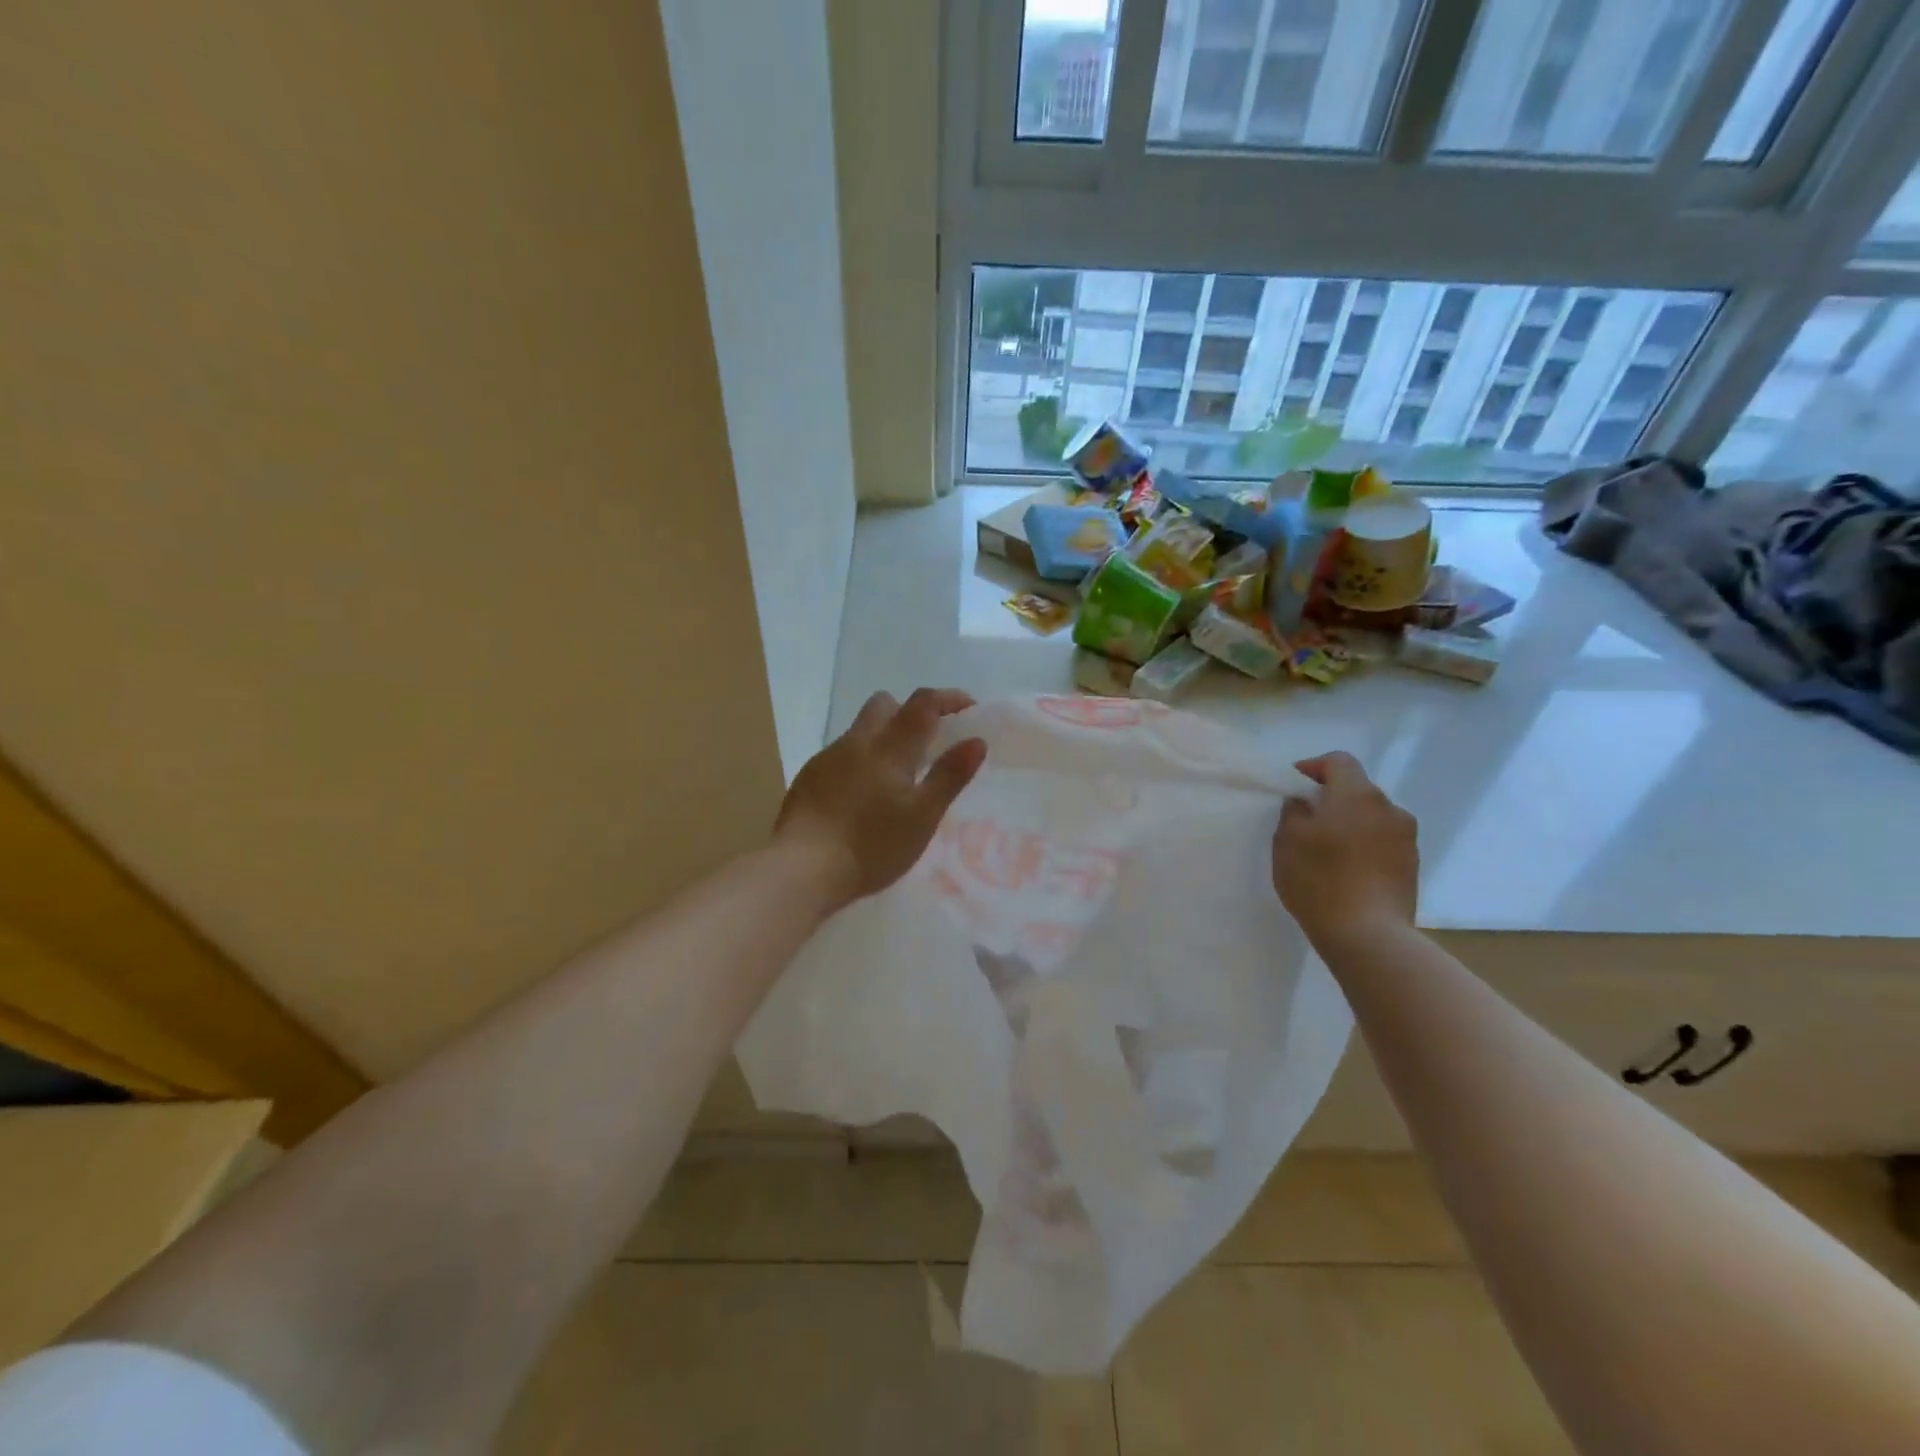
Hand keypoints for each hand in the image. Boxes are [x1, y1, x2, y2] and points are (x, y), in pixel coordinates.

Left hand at [774, 688, 986, 913]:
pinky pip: (841, 754)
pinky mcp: (808, 777)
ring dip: (883, 737)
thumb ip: (950, 776)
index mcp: (890, 747)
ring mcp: (828, 758)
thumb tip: (976, 741)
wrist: (803, 868)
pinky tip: (862, 796)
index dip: (948, 699)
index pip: (922, 703)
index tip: (969, 708)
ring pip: (860, 730)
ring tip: (896, 776)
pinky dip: (860, 761)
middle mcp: (857, 742)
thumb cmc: (872, 845)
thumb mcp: (922, 816)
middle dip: (909, 712)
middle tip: (927, 742)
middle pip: (885, 704)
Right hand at [1271, 752, 1418, 947]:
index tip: (1293, 788)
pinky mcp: (1412, 866)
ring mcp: (1406, 839)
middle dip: (1331, 799)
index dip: (1313, 768)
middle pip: (1356, 789)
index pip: (1338, 761)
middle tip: (1305, 821)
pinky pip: (1382, 843)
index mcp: (1358, 794)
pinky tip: (1346, 871)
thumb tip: (1305, 802)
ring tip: (1327, 850)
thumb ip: (1294, 810)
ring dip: (1350, 824)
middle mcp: (1389, 808)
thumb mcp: (1287, 840)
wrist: (1369, 935)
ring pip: (1371, 817)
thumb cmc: (1320, 880)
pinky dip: (1364, 847)